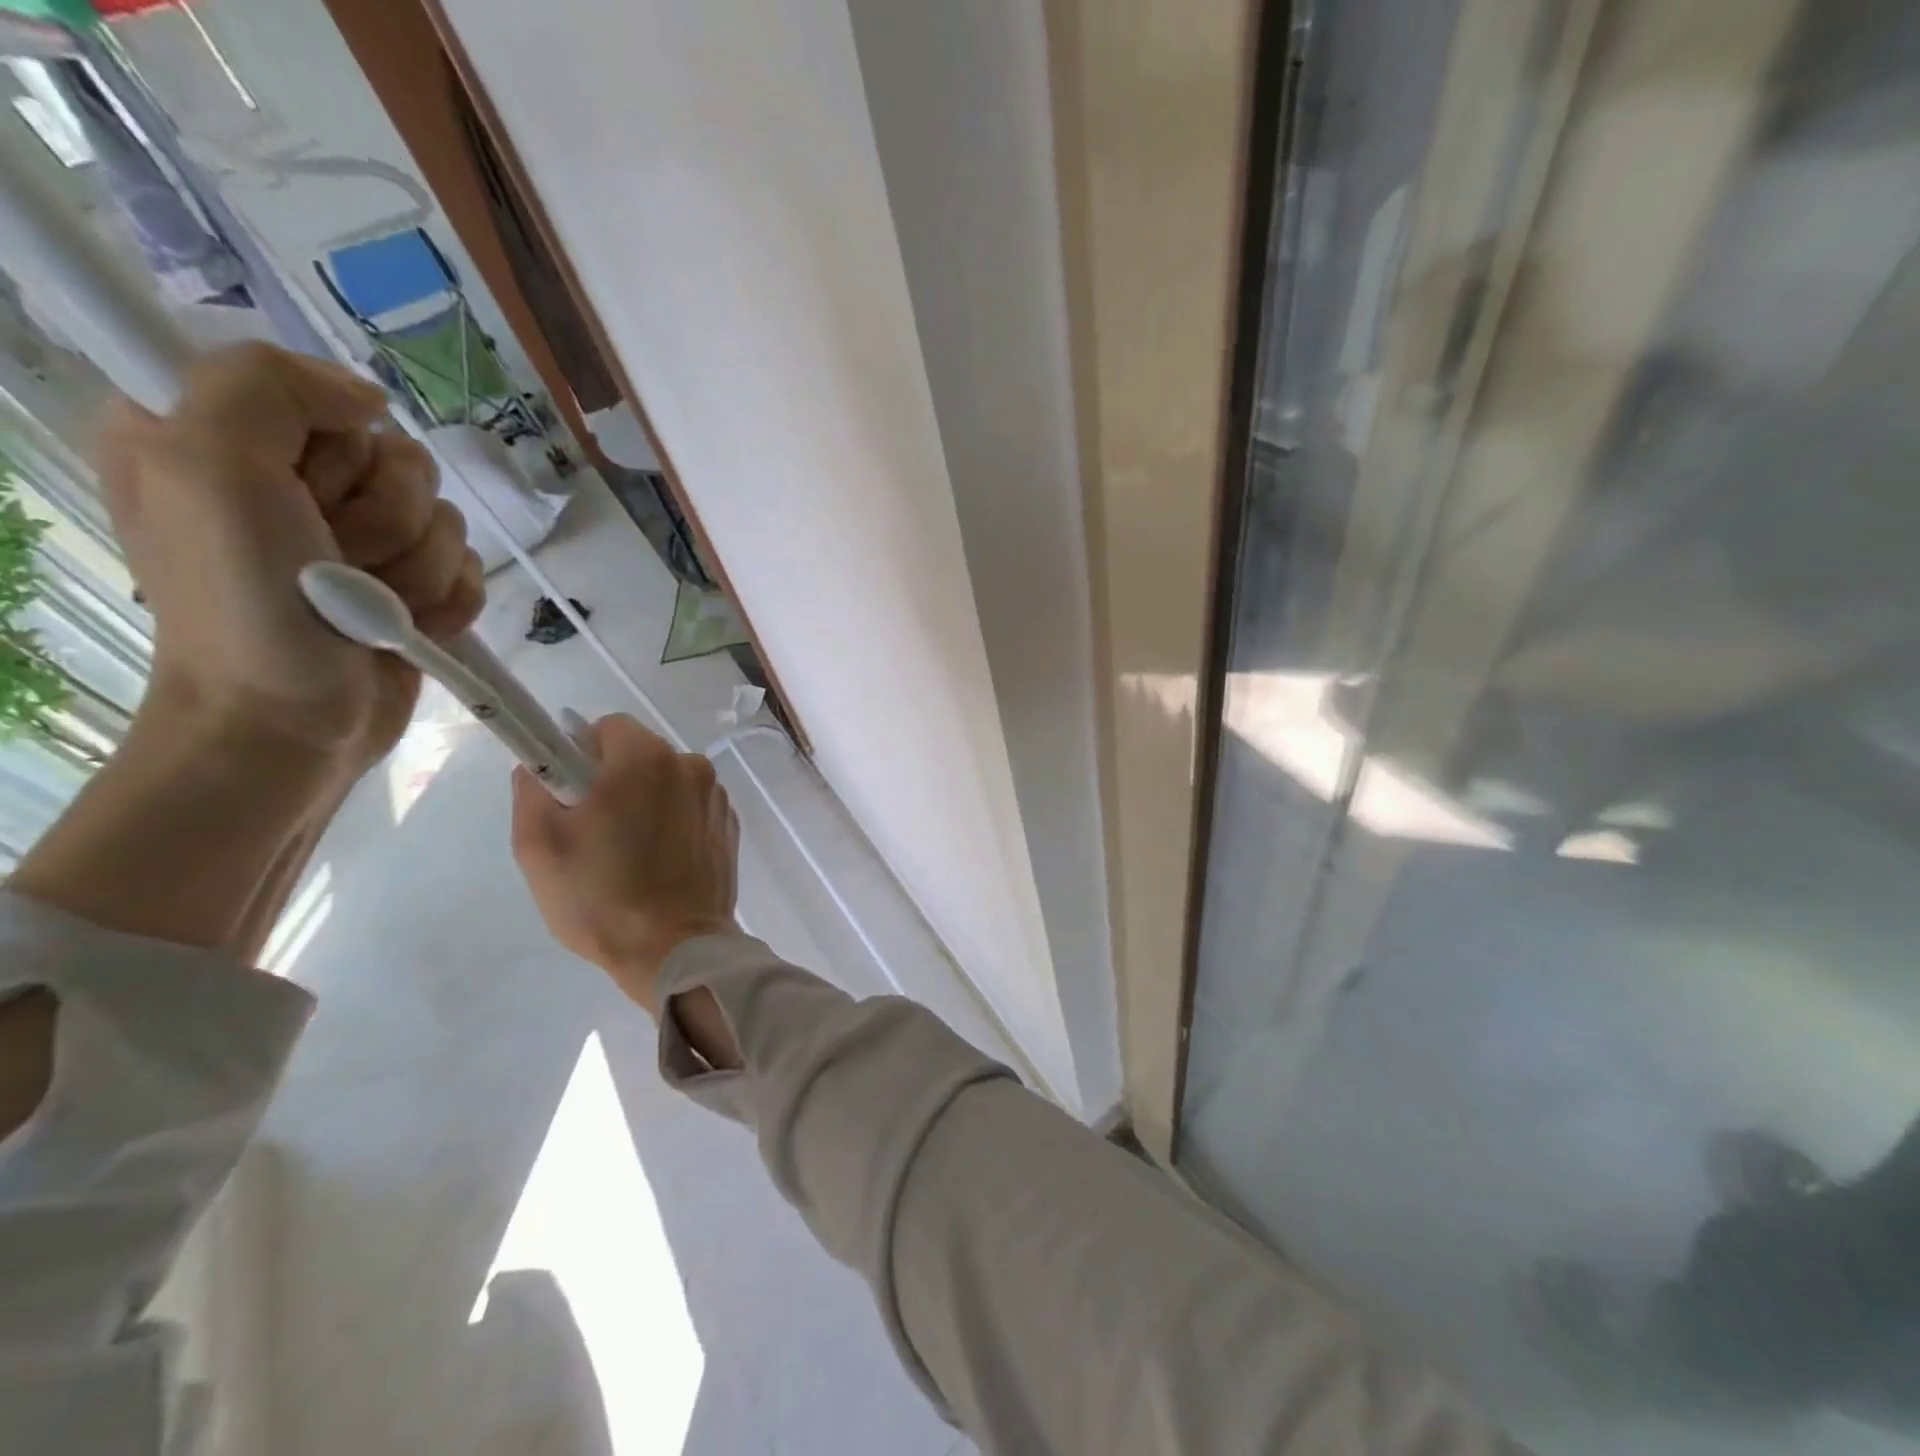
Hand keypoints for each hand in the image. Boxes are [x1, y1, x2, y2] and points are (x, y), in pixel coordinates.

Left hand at [96, 343, 484, 773]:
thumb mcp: (208, 465)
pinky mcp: (411, 586)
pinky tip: (409, 626)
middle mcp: (295, 481)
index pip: (324, 395)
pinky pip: (470, 568)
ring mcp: (360, 540)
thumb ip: (270, 388)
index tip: (298, 494)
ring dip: (417, 569)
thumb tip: (369, 400)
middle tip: (334, 562)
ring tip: (370, 607)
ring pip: (444, 518)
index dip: (332, 446)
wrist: (289, 720)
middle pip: (401, 460)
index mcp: (222, 436)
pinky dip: (446, 601)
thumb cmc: (240, 603)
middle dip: (384, 519)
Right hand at [511, 715, 739, 1012]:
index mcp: (647, 757)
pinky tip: (660, 864)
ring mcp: (717, 797)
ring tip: (629, 855)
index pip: (606, 728)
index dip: (581, 755)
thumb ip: (533, 788)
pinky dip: (673, 824)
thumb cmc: (600, 896)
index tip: (571, 794)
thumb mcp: (539, 844)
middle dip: (614, 780)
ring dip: (646, 802)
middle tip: (593, 831)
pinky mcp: (730, 826)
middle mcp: (691, 765)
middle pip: (640, 754)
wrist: (675, 950)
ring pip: (666, 782)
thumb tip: (540, 765)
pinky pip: (690, 809)